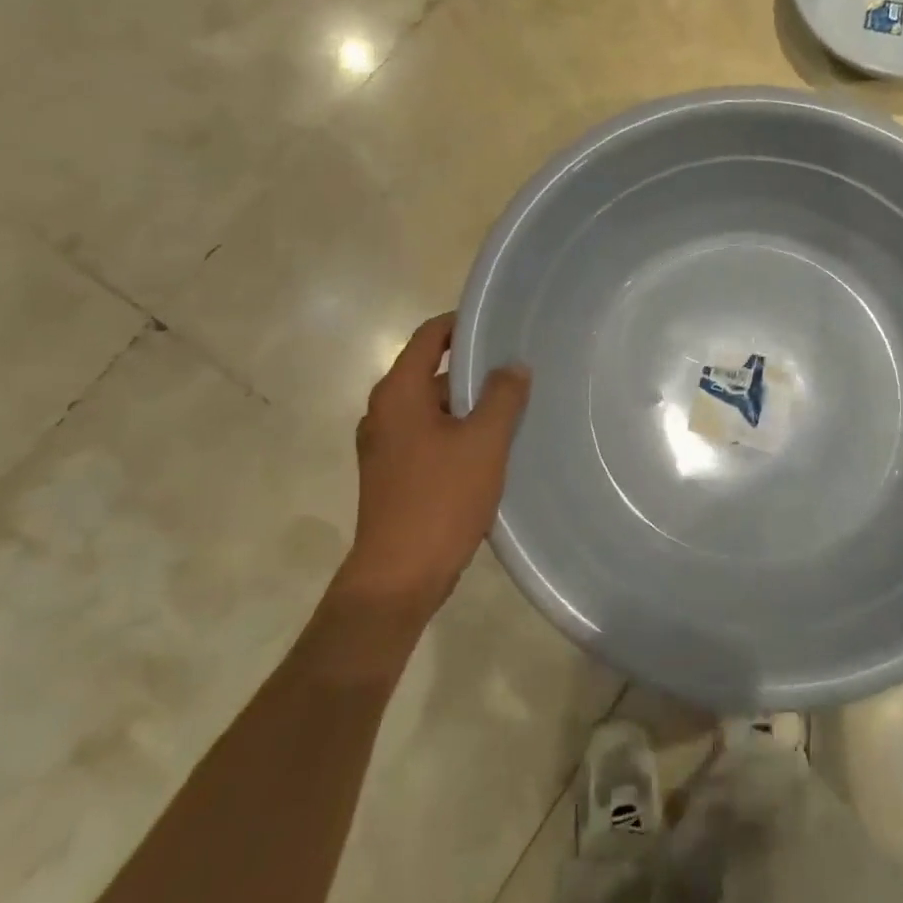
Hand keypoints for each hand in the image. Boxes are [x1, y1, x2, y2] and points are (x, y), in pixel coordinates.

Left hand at [337, 312, 530, 618]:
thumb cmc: (441, 499)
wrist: (399, 578)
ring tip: (514, 407)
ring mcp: (385, 445)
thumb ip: (502, 396)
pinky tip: (492, 447)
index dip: (462, 325)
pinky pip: (429, 435)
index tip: (500, 325)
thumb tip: (513, 366)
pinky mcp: (393, 474)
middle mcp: (384, 412)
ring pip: (433, 407)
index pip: (429, 337)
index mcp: (399, 394)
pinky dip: (458, 431)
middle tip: (518, 370)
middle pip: (431, 371)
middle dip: (474, 368)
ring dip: (469, 404)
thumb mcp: (484, 441)